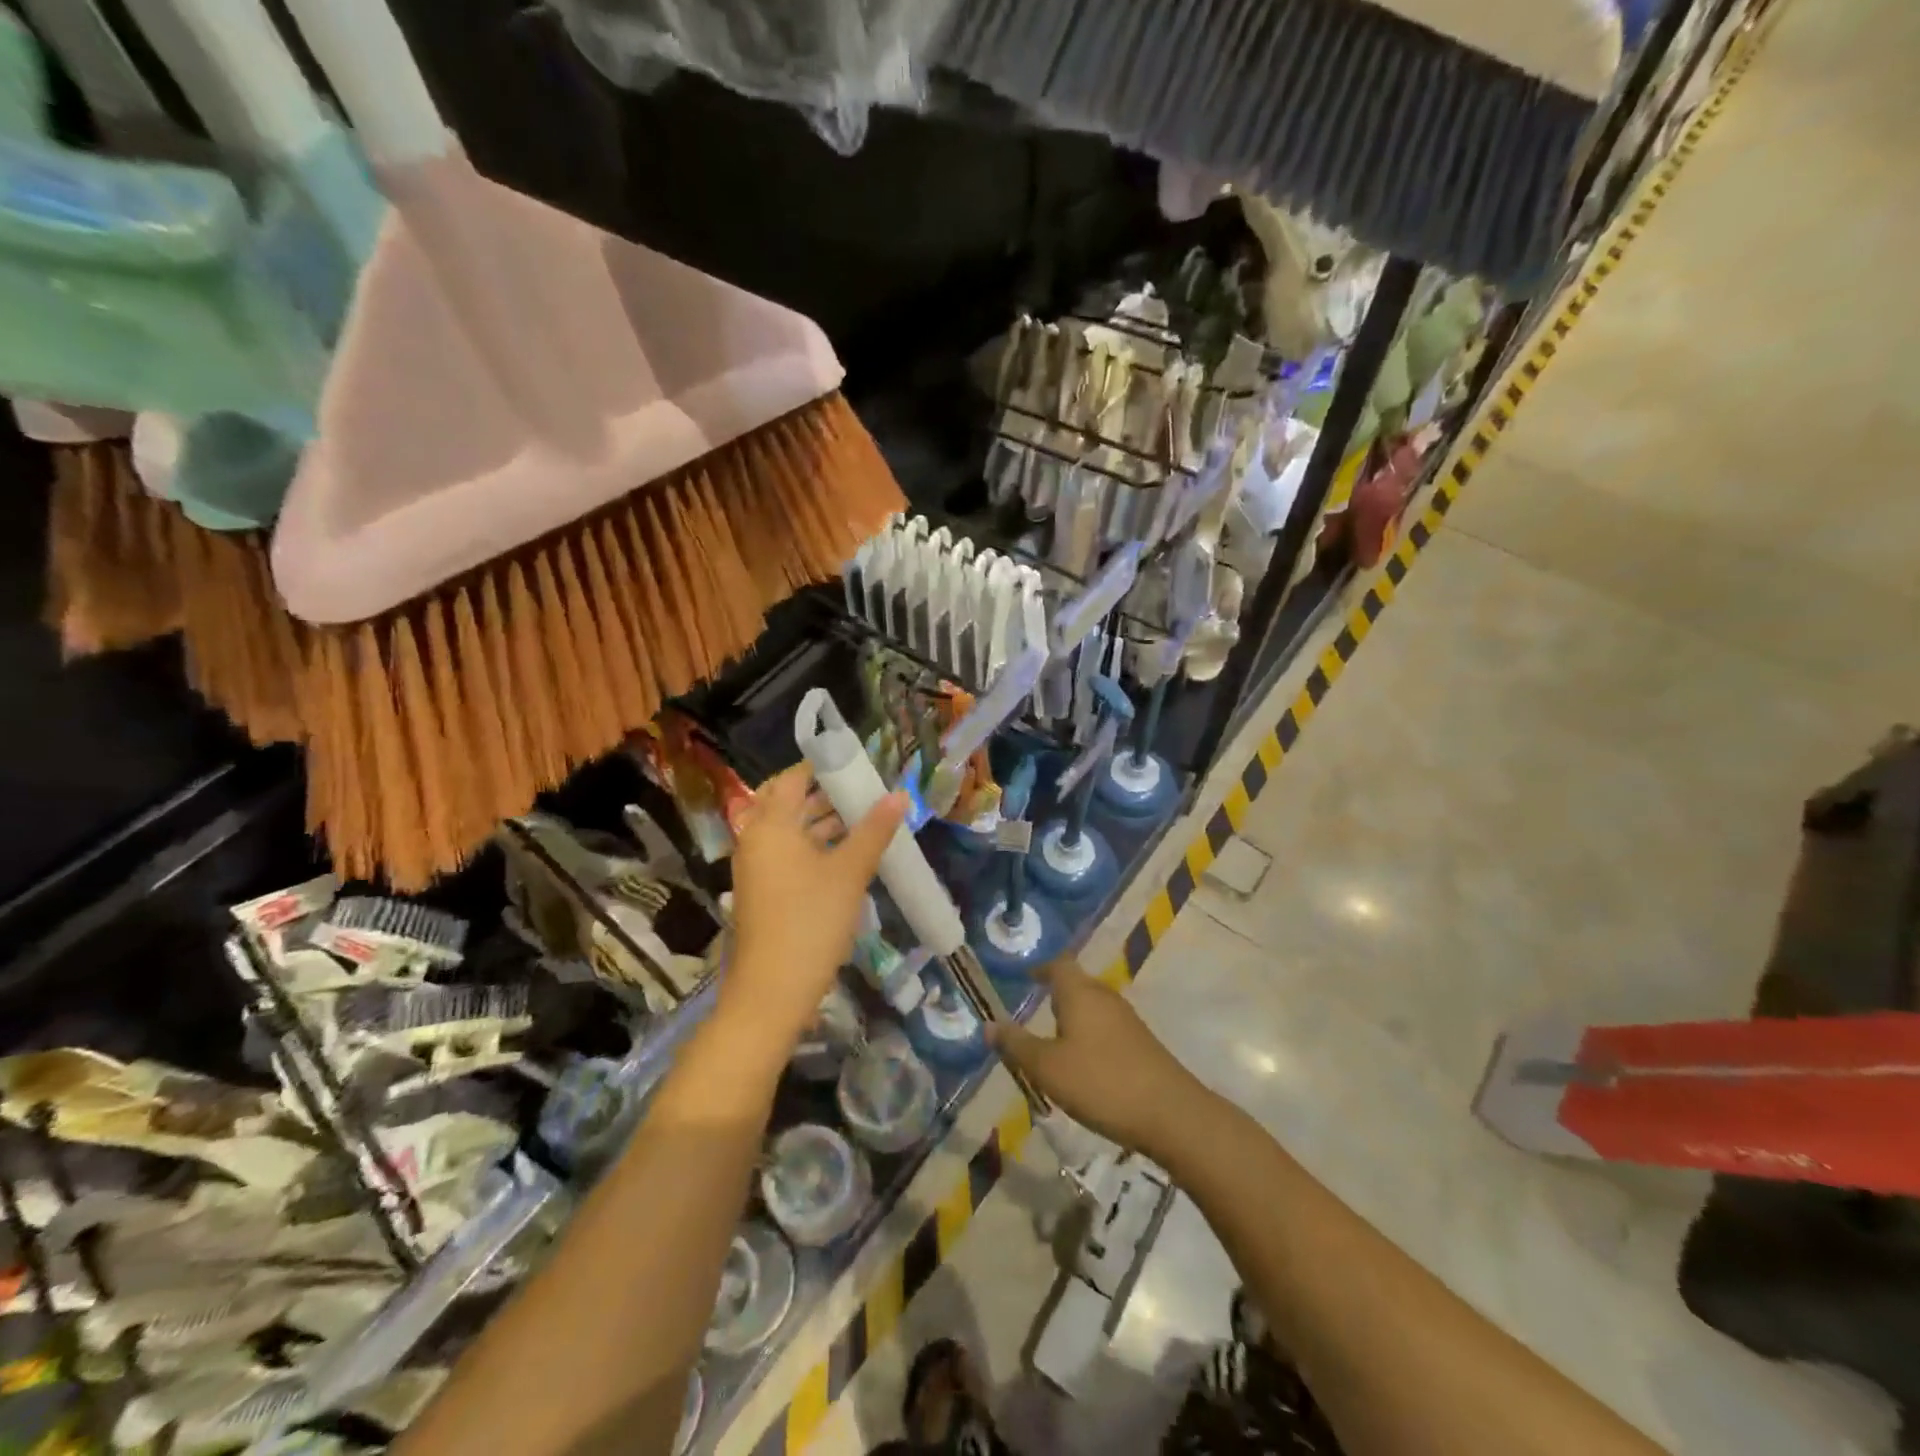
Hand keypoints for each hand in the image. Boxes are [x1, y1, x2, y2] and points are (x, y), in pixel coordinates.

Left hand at [724, 763, 907, 1043]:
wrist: (773, 990)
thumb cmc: (811, 920)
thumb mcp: (849, 872)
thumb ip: (874, 830)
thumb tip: (900, 794)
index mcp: (770, 825)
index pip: (793, 778)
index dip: (823, 766)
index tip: (856, 763)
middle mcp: (756, 839)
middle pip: (788, 803)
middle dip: (825, 794)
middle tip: (863, 790)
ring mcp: (757, 867)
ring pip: (790, 831)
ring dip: (822, 821)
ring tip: (864, 818)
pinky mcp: (763, 891)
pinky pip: (788, 854)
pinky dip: (814, 846)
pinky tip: (847, 854)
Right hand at [993, 958, 1211, 1161]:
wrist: (1170, 1113)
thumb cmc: (1101, 1082)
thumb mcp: (1047, 1068)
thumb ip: (1016, 1045)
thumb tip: (988, 1024)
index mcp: (1080, 993)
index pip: (1059, 965)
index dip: (1041, 968)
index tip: (1027, 978)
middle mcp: (1105, 997)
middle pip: (1077, 984)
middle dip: (1056, 994)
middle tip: (1034, 1011)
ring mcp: (1127, 1019)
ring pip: (1093, 1006)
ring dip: (1074, 1016)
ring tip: (1055, 1040)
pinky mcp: (1141, 1042)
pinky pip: (1107, 1026)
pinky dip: (1090, 1034)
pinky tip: (1084, 1063)